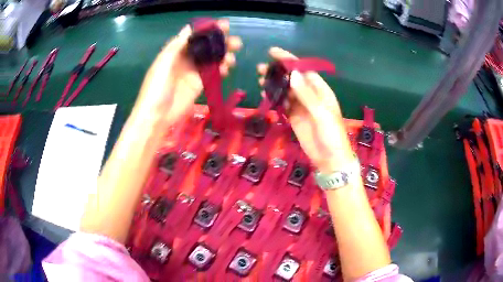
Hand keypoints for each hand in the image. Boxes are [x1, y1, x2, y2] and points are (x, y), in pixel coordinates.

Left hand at [133, 19, 241, 125]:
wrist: (157, 116)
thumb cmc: (156, 88)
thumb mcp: (164, 63)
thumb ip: (177, 45)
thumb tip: (189, 27)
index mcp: (176, 52)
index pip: (195, 36)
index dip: (209, 30)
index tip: (224, 25)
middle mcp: (185, 59)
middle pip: (206, 47)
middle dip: (221, 42)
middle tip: (235, 42)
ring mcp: (193, 72)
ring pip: (212, 59)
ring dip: (223, 56)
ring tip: (233, 57)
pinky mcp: (199, 84)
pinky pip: (213, 73)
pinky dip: (221, 69)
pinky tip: (227, 68)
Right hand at [257, 47, 354, 171]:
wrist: (330, 159)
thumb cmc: (331, 135)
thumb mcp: (321, 113)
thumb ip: (307, 94)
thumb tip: (292, 75)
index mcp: (321, 90)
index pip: (304, 70)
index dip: (289, 60)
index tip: (273, 52)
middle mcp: (311, 95)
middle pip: (293, 79)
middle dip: (278, 72)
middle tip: (260, 68)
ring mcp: (301, 106)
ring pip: (286, 90)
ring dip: (274, 84)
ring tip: (259, 79)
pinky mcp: (294, 117)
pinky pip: (283, 104)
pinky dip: (275, 98)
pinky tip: (265, 94)